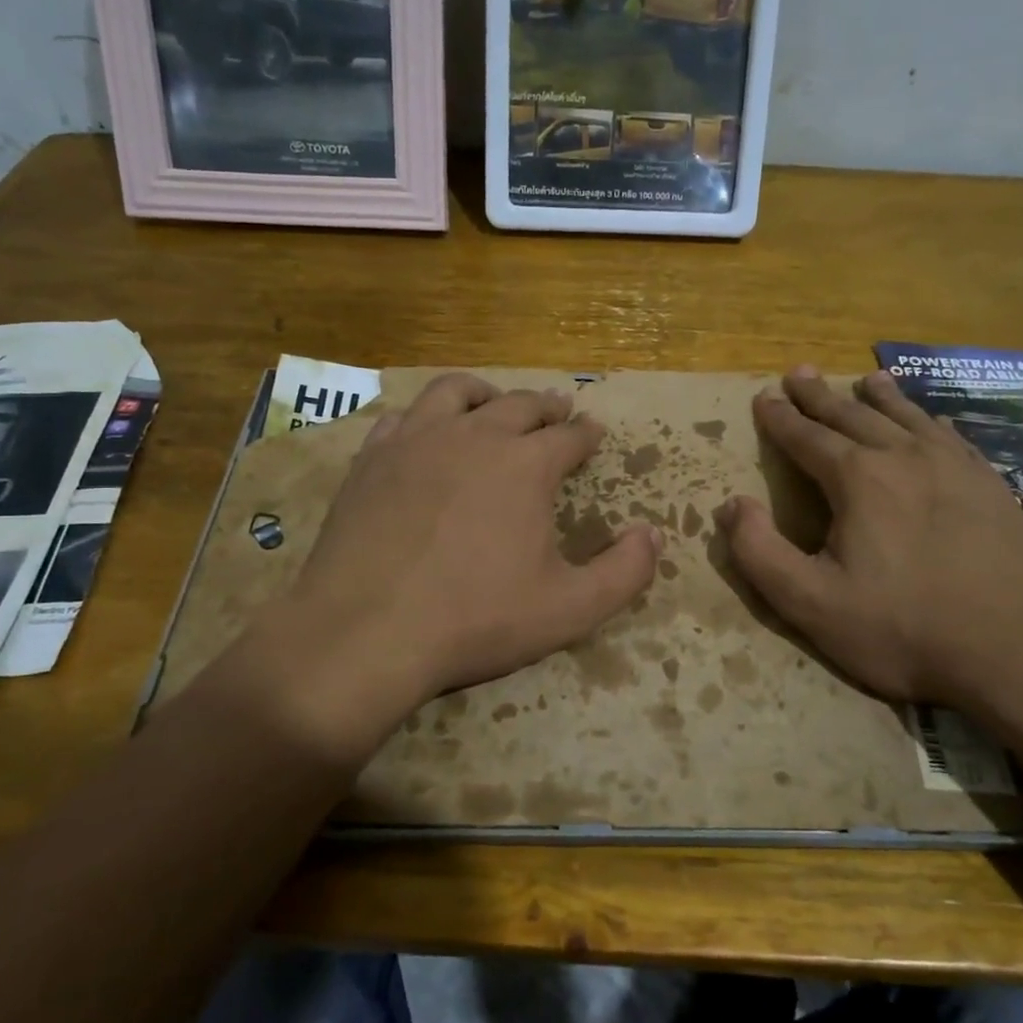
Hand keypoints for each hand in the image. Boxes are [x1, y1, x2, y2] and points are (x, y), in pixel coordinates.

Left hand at [249, 374, 660, 756]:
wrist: (368, 629)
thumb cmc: (476, 619)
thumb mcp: (570, 609)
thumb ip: (624, 572)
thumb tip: (654, 534)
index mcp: (526, 465)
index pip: (569, 437)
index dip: (586, 435)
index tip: (594, 432)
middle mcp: (474, 436)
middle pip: (519, 405)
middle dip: (546, 407)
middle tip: (557, 410)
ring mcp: (417, 440)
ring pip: (457, 393)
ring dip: (486, 394)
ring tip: (494, 401)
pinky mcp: (372, 457)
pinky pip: (405, 416)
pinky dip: (426, 416)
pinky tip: (426, 431)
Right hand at [714, 366, 1022, 709]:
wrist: (1018, 651)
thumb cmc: (902, 629)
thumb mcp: (809, 602)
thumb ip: (759, 552)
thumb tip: (730, 505)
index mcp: (858, 480)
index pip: (807, 437)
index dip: (781, 418)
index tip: (764, 397)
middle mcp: (905, 457)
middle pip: (853, 416)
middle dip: (820, 396)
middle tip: (799, 372)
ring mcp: (955, 468)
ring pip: (907, 418)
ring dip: (880, 397)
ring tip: (865, 378)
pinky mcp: (991, 486)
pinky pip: (950, 437)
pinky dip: (928, 420)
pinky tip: (929, 421)